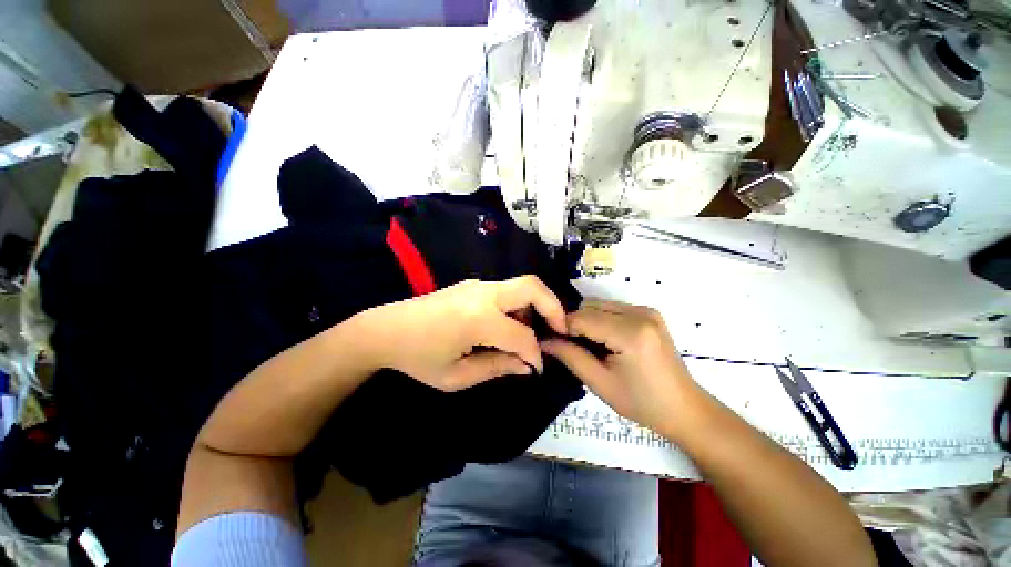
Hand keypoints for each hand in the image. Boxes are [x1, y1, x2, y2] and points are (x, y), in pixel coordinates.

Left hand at [354, 276, 566, 391]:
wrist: (385, 330)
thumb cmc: (418, 358)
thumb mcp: (457, 376)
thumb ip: (497, 367)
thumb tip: (528, 365)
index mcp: (477, 318)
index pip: (522, 335)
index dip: (535, 354)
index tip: (538, 368)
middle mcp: (482, 293)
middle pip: (532, 287)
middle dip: (554, 308)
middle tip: (560, 330)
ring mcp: (477, 285)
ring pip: (522, 286)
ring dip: (535, 307)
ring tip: (529, 334)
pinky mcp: (473, 285)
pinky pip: (507, 290)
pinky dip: (519, 305)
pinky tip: (509, 326)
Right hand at [541, 299, 699, 435]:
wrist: (685, 409)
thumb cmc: (642, 403)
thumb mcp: (600, 383)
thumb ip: (569, 356)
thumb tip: (544, 340)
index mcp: (631, 333)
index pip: (582, 318)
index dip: (562, 327)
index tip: (550, 340)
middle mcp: (640, 313)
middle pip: (590, 307)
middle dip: (575, 324)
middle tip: (570, 347)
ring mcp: (647, 311)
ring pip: (600, 305)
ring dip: (588, 321)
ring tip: (589, 346)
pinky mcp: (649, 313)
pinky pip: (613, 308)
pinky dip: (601, 320)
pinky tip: (605, 340)